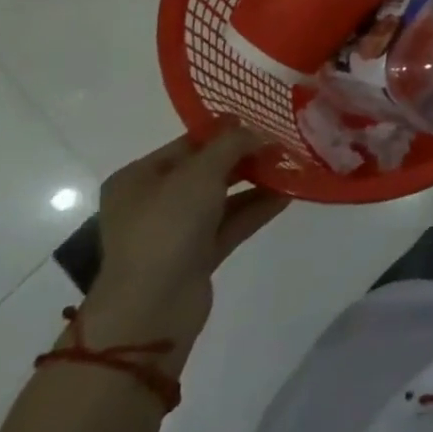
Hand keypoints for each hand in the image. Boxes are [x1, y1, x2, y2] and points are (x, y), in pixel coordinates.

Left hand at [80, 125, 287, 361]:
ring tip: (292, 166)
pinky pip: (230, 224)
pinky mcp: (196, 257)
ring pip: (222, 198)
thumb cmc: (167, 227)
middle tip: (283, 145)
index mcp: (139, 178)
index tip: (263, 122)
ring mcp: (175, 232)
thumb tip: (258, 132)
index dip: (226, 131)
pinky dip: (256, 209)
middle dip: (245, 157)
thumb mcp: (201, 173)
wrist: (152, 309)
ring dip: (255, 182)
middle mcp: (153, 202)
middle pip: (207, 170)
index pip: (189, 143)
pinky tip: (287, 195)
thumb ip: (232, 144)